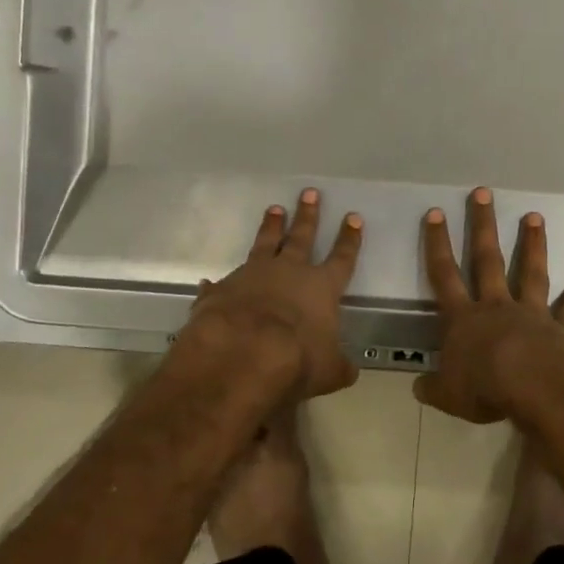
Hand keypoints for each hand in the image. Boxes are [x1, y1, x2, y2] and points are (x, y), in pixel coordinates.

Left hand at [180, 188, 364, 401]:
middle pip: (301, 237)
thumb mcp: (329, 371)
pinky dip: (218, 283)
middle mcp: (289, 272)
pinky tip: (210, 280)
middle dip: (308, 215)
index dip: (349, 239)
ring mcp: (253, 275)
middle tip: (309, 193)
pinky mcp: (222, 289)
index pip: (342, 258)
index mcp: (322, 287)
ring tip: (274, 209)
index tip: (353, 217)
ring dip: (270, 227)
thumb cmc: (298, 360)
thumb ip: (339, 366)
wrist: (244, 353)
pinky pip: (222, 282)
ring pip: (264, 243)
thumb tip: (349, 370)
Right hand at [415, 187, 563, 423]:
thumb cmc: (486, 389)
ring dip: (531, 245)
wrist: (539, 390)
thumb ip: (433, 388)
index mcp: (464, 320)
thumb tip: (417, 387)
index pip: (444, 274)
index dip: (437, 244)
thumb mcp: (449, 396)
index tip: (436, 213)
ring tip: (534, 216)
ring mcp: (533, 314)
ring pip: (530, 273)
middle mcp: (497, 307)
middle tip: (483, 193)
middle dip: (483, 226)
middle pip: (487, 260)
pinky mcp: (563, 329)